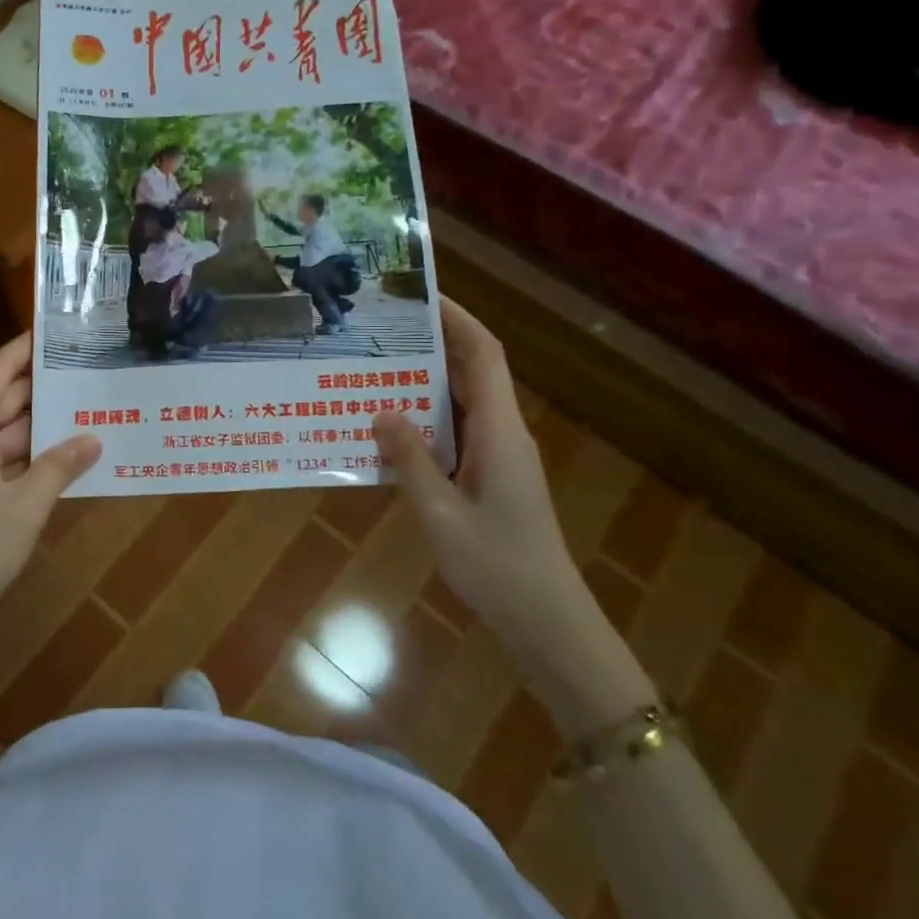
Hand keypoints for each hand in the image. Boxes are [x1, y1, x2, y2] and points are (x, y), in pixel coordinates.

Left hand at [0, 335, 99, 641]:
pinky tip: (59, 457)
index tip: (56, 331)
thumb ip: (60, 466)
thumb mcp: (25, 507)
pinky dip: (23, 456)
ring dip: (37, 428)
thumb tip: (93, 438)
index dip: (25, 350)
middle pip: (0, 400)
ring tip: (84, 411)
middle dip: (42, 390)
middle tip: (87, 373)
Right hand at [374, 299, 652, 734]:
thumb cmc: (497, 567)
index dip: (456, 319)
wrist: (547, 623)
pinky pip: (455, 434)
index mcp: (499, 430)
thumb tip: (380, 410)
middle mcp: (503, 433)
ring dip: (422, 385)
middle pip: (470, 371)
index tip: (419, 295)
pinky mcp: (490, 478)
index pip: (482, 354)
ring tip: (372, 373)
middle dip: (429, 345)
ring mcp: (498, 457)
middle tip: (378, 332)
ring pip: (460, 403)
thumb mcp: (440, 513)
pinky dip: (424, 422)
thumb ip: (410, 460)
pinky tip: (387, 432)